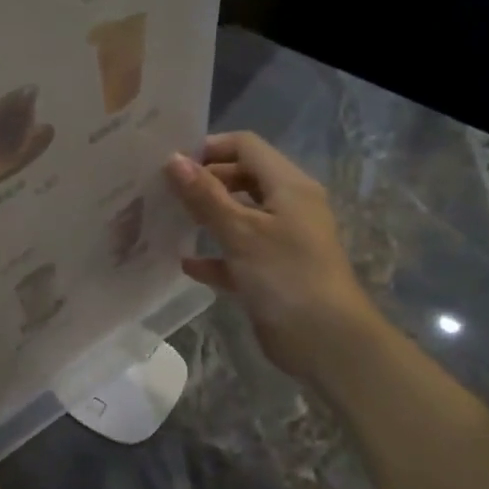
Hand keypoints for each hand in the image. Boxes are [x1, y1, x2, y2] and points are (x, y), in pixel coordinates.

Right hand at [166, 132, 385, 386]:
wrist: (326, 341)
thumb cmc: (285, 275)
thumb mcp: (241, 232)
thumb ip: (205, 196)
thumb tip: (172, 159)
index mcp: (288, 186)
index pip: (246, 147)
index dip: (210, 149)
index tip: (171, 164)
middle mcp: (287, 206)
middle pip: (241, 179)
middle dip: (204, 182)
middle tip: (162, 192)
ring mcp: (280, 241)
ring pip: (238, 217)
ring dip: (207, 217)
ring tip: (166, 220)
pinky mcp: (271, 273)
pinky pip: (237, 255)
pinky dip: (214, 256)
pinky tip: (185, 263)